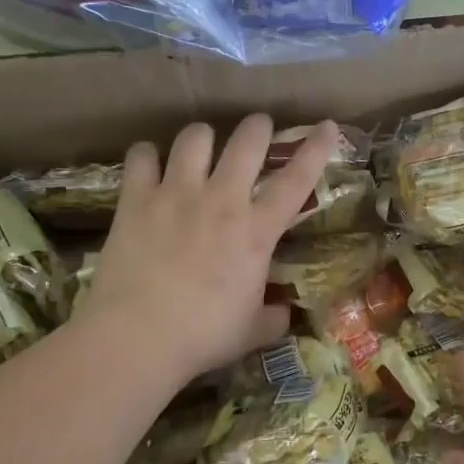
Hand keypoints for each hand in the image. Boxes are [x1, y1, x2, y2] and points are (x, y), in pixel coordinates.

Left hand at [79, 115, 338, 386]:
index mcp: (257, 231)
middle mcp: (221, 200)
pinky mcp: (136, 200)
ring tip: (201, 146)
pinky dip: (147, 155)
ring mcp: (176, 195)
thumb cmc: (203, 336)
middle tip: (257, 129)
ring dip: (203, 137)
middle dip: (257, 127)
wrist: (137, 337)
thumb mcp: (252, 331)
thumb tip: (283, 312)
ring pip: (195, 137)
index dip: (316, 149)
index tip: (327, 126)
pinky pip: (141, 156)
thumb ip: (273, 317)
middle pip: (247, 141)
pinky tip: (149, 164)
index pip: (297, 180)